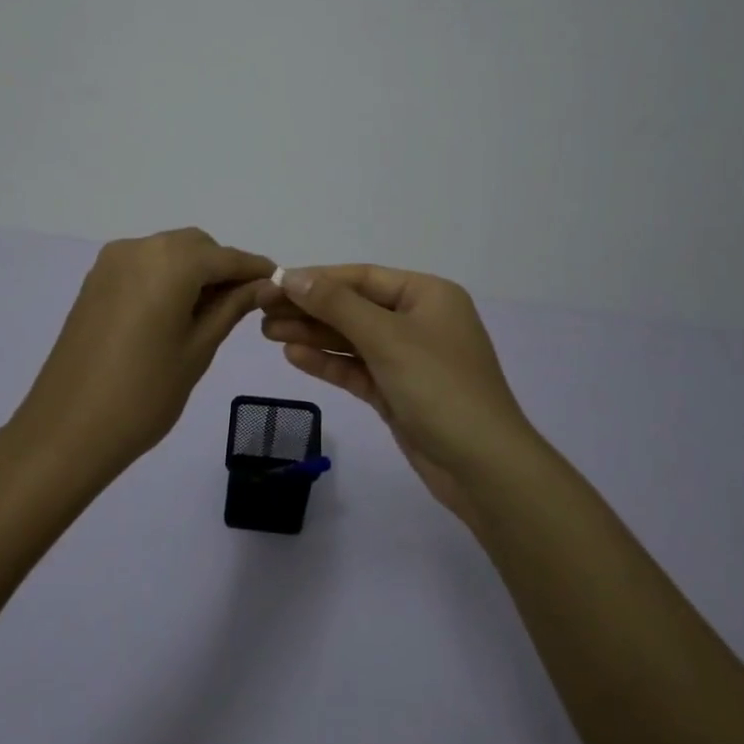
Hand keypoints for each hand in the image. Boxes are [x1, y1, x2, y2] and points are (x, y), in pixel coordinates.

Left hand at [12, 228, 273, 478]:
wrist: (67, 429)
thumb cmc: (144, 394)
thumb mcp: (198, 349)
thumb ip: (232, 307)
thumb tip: (264, 284)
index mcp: (170, 262)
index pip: (225, 256)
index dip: (254, 269)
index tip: (279, 284)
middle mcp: (139, 248)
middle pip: (195, 246)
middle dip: (222, 268)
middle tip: (244, 305)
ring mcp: (111, 263)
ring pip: (168, 253)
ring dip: (194, 272)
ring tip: (210, 313)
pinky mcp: (95, 281)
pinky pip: (143, 266)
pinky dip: (166, 278)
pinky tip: (175, 312)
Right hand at [257, 265, 541, 521]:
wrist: (483, 467)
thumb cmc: (439, 387)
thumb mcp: (386, 338)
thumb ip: (336, 305)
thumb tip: (292, 276)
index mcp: (427, 295)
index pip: (362, 277)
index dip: (317, 279)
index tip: (274, 282)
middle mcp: (418, 321)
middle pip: (353, 307)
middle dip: (309, 308)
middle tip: (261, 310)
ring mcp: (408, 359)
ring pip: (352, 339)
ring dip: (312, 334)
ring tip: (266, 331)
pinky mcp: (397, 392)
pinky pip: (356, 369)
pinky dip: (327, 362)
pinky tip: (292, 355)